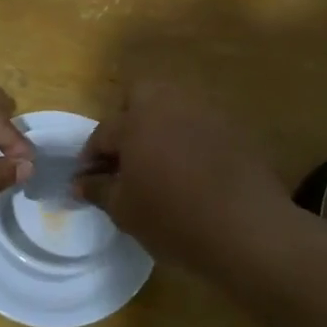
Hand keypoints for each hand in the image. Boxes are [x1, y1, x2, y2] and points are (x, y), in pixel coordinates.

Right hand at [77, 82, 287, 274]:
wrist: (247, 230)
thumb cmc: (173, 219)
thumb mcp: (125, 210)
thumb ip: (98, 190)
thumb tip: (80, 183)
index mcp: (137, 120)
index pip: (104, 132)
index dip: (91, 157)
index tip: (87, 180)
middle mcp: (171, 105)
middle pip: (142, 96)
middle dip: (128, 120)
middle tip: (126, 158)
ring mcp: (208, 114)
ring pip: (175, 108)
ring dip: (161, 128)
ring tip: (159, 165)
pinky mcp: (236, 131)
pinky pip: (202, 127)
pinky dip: (190, 142)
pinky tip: (193, 173)